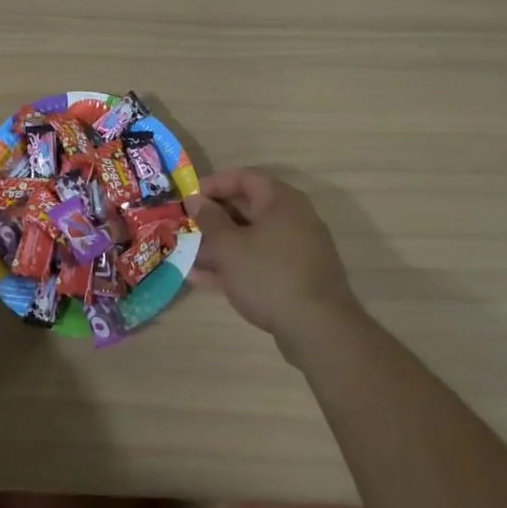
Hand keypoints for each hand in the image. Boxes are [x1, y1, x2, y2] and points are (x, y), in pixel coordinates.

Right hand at [194, 168, 361, 347]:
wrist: (318, 330)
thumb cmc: (268, 275)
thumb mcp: (229, 246)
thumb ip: (209, 219)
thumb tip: (195, 199)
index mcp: (281, 201)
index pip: (245, 177)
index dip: (215, 183)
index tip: (190, 197)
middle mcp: (294, 219)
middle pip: (248, 208)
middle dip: (214, 218)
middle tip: (188, 226)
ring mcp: (297, 250)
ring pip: (252, 239)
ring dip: (220, 245)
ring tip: (188, 255)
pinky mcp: (297, 278)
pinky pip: (260, 262)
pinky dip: (235, 266)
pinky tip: (204, 280)